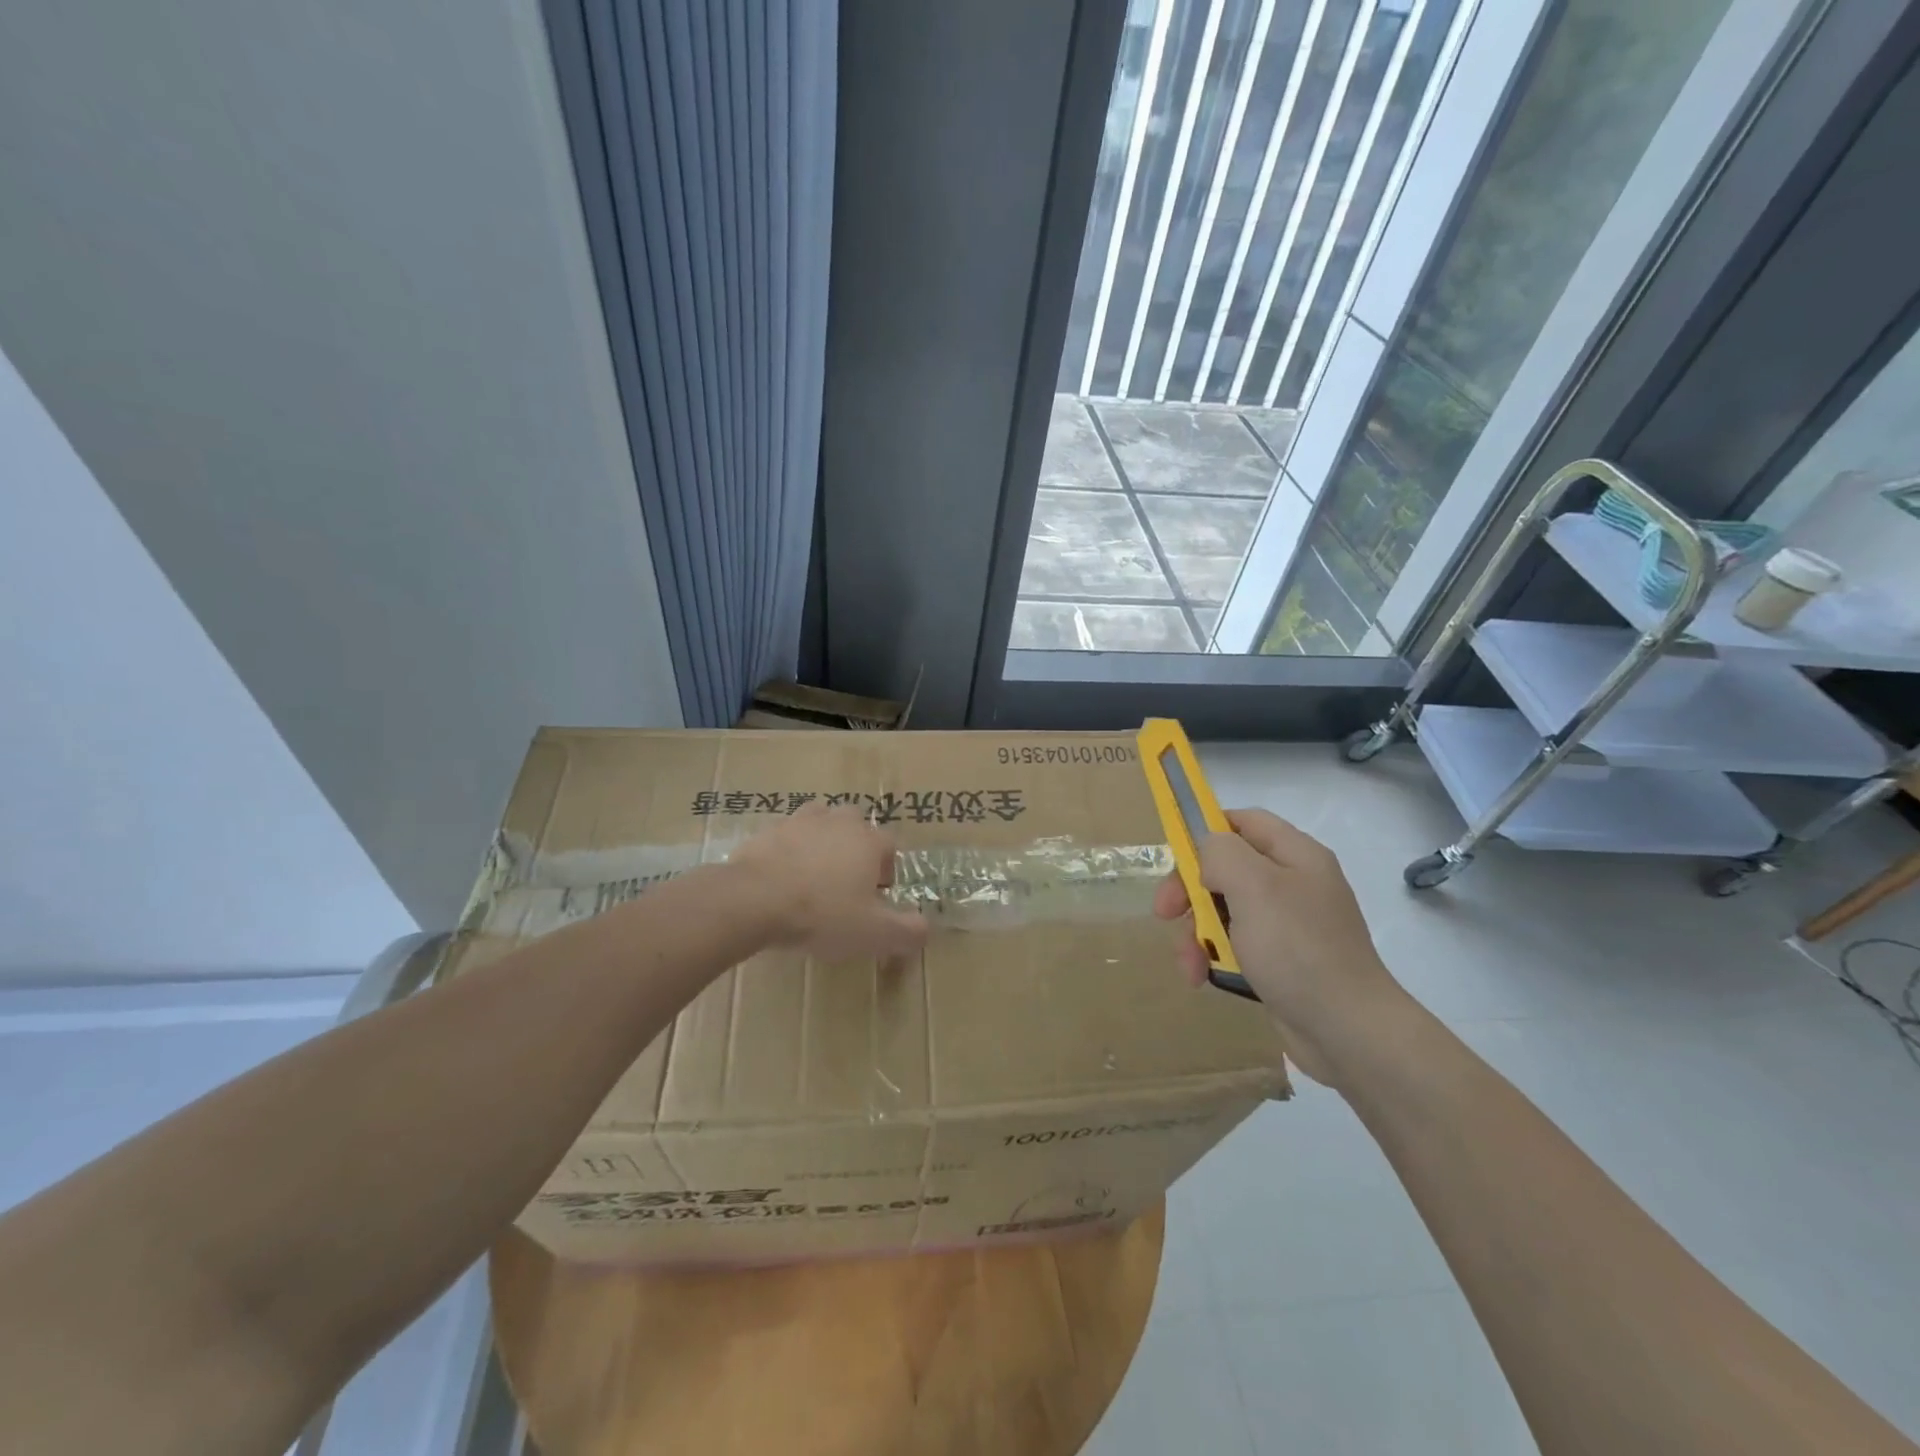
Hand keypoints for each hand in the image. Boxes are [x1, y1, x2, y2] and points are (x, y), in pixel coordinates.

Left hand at [729, 805, 928, 960]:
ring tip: (814, 876)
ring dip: (822, 843)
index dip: (887, 870)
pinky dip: (788, 852)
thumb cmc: (822, 914)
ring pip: (820, 823)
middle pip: (856, 826)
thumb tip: (927, 929)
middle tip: (846, 884)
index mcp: (868, 841)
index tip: (877, 897)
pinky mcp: (768, 830)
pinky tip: (781, 879)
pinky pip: (786, 837)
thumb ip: (907, 932)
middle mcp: (838, 822)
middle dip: (856, 848)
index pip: (890, 846)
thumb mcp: (873, 934)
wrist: (753, 900)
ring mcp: (800, 822)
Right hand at [1153, 808, 1407, 1083]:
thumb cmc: (1298, 949)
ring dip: (1197, 931)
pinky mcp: (1282, 959)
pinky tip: (1202, 977)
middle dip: (1190, 890)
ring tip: (1187, 962)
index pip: (1242, 821)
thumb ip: (1221, 854)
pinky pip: (1237, 944)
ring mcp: (1289, 923)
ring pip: (1225, 909)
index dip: (1204, 831)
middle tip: (1165, 913)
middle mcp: (1294, 882)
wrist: (1348, 1031)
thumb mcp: (1254, 887)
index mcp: (1295, 854)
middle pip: (1226, 868)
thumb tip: (1207, 853)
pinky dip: (1214, 956)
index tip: (1174, 858)